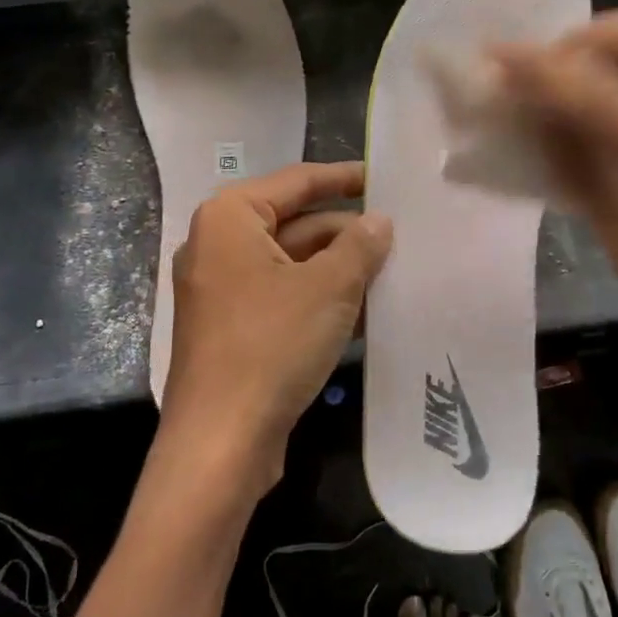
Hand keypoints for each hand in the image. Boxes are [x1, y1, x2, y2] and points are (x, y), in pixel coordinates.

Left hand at [161, 160, 392, 495]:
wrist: (221, 441)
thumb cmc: (272, 345)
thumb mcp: (328, 288)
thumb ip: (359, 246)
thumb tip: (378, 221)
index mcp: (230, 219)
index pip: (296, 181)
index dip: (343, 177)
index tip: (383, 176)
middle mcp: (218, 246)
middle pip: (294, 223)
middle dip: (346, 231)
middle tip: (399, 234)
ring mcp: (221, 290)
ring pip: (291, 263)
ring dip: (338, 268)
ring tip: (392, 270)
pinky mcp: (231, 328)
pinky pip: (282, 296)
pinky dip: (319, 297)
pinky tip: (365, 310)